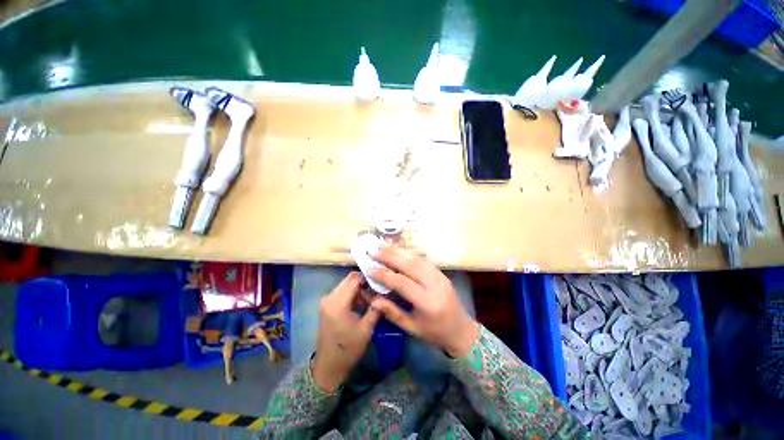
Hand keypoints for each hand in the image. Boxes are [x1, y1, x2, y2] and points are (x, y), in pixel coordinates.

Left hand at [312, 272, 379, 392]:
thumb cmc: (348, 349)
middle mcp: (329, 297)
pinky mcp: (327, 305)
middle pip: (349, 279)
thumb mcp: (366, 329)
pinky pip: (342, 291)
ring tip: (371, 298)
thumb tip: (385, 293)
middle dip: (364, 282)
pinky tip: (362, 303)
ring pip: (346, 284)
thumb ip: (376, 308)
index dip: (368, 277)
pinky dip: (353, 293)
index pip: (354, 278)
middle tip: (378, 289)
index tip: (380, 281)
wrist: (328, 366)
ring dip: (359, 288)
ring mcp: (326, 300)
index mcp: (338, 303)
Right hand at [368, 245, 478, 357]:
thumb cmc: (435, 332)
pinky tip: (398, 251)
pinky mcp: (441, 273)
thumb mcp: (412, 328)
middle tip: (373, 249)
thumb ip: (392, 312)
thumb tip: (373, 300)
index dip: (384, 275)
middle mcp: (435, 285)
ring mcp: (440, 276)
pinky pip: (423, 260)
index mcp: (427, 302)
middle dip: (390, 256)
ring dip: (398, 252)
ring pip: (417, 259)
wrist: (461, 330)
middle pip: (410, 266)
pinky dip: (409, 254)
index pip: (402, 283)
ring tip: (382, 247)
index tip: (369, 268)